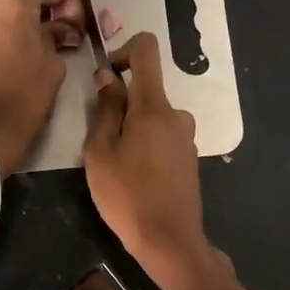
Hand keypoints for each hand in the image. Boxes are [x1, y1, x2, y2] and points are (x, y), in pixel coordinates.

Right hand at [83, 32, 207, 274]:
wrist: (169, 240)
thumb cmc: (127, 195)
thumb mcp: (100, 151)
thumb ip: (105, 109)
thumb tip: (108, 77)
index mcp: (154, 106)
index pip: (146, 49)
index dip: (123, 51)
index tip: (106, 77)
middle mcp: (176, 114)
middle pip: (146, 89)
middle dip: (120, 104)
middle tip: (100, 140)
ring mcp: (186, 136)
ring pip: (152, 116)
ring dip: (131, 128)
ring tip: (115, 163)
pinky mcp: (189, 157)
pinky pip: (162, 136)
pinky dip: (145, 144)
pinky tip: (134, 176)